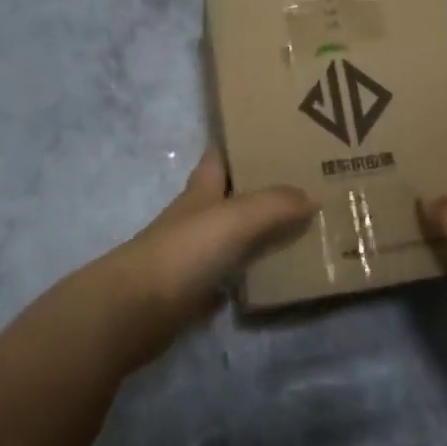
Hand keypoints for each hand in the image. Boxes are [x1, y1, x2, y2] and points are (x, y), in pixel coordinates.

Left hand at [96, 149, 315, 370]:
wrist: (135, 310)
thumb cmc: (185, 251)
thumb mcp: (235, 218)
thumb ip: (274, 205)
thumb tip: (311, 197)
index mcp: (201, 191)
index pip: (218, 157)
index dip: (239, 144)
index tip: (272, 135)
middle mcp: (195, 219)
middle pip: (229, 197)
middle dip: (260, 189)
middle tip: (304, 185)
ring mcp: (191, 256)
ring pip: (231, 238)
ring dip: (258, 234)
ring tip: (301, 230)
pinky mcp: (192, 293)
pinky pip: (227, 278)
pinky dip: (247, 276)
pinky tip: (272, 277)